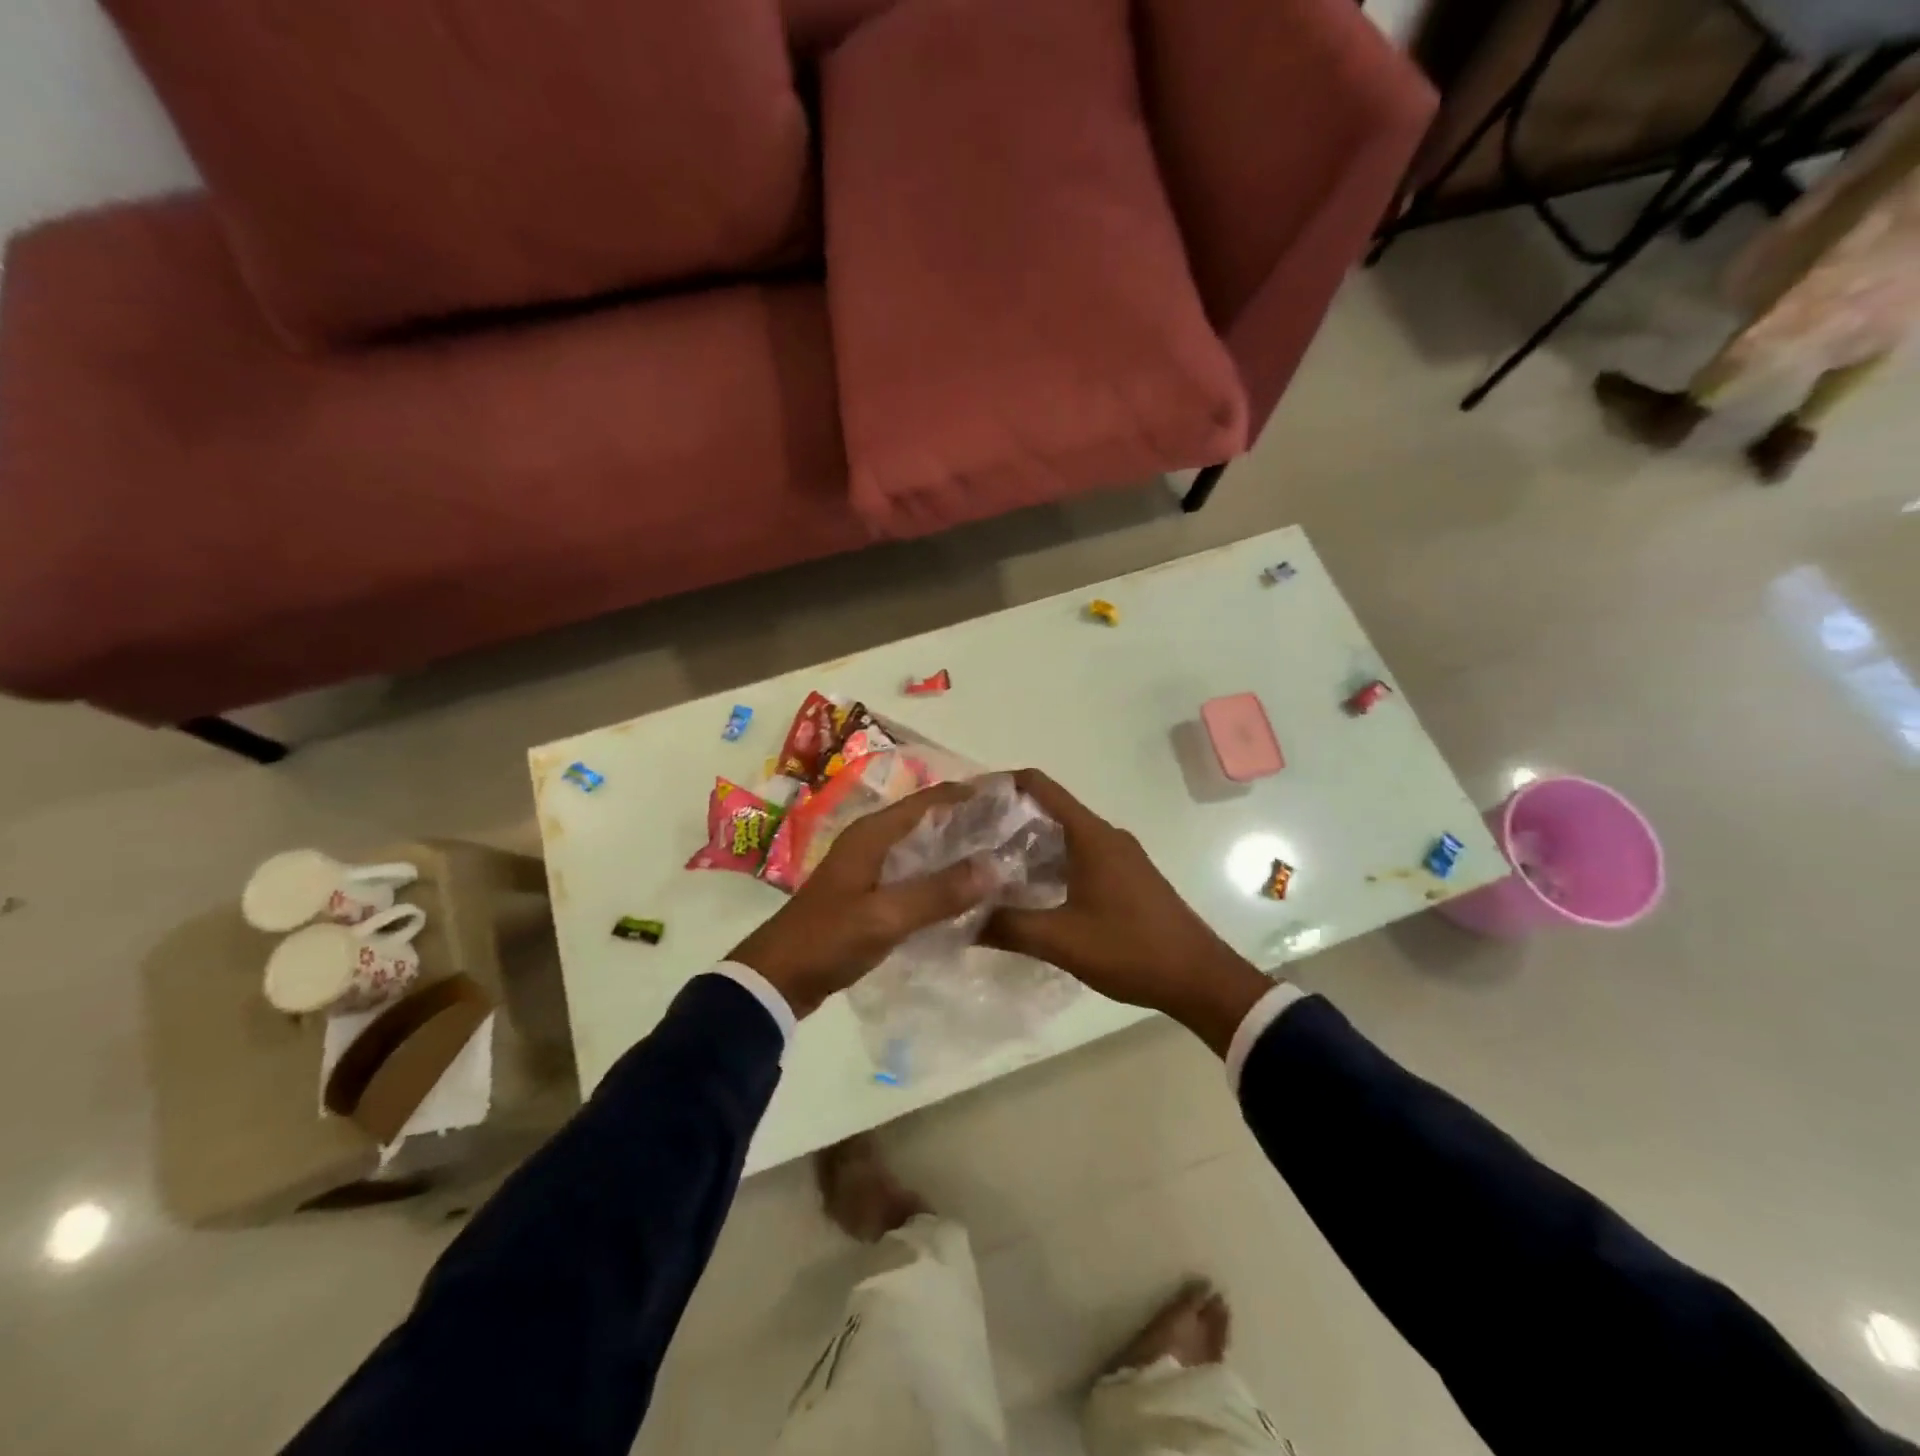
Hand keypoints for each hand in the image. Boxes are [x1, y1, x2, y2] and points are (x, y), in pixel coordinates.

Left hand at [729, 784, 993, 1019]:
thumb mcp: (885, 916)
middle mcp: (872, 840)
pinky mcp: (869, 893)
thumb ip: (938, 892)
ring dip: (956, 851)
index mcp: (872, 833)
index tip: (1011, 798)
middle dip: (968, 822)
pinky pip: (914, 874)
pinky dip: (940, 876)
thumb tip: (995, 866)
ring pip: (922, 848)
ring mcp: (869, 867)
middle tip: (1014, 831)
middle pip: (928, 820)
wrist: (777, 978)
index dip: (968, 795)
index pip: (930, 799)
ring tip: (1000, 857)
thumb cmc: (828, 939)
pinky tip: (966, 891)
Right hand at [985, 770, 1274, 1055]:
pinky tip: (1028, 892)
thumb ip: (1008, 926)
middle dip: (1006, 820)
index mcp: (1091, 836)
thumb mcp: (1062, 940)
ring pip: (1063, 837)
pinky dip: (1049, 864)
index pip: (1039, 786)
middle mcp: (1105, 836)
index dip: (1001, 783)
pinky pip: (1079, 857)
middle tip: (966, 839)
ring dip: (1027, 846)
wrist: (1200, 979)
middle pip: (1048, 810)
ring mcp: (1119, 857)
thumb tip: (960, 918)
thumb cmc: (1131, 949)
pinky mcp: (1126, 878)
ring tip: (987, 867)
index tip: (965, 798)